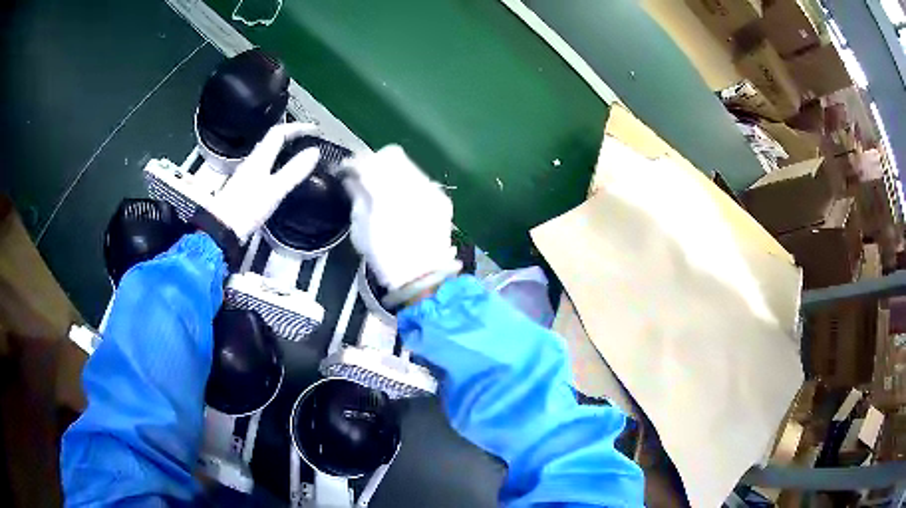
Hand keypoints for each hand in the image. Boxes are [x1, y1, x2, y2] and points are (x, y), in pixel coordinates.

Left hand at [207, 122, 319, 242]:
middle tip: (307, 139)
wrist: (221, 229)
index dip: (297, 127)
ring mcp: (247, 175)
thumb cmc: (246, 209)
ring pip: (268, 155)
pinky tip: (281, 177)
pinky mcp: (245, 189)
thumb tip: (314, 152)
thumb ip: (294, 170)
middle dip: (291, 137)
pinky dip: (277, 166)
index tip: (314, 129)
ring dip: (284, 151)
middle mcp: (252, 162)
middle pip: (272, 141)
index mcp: (259, 158)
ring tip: (298, 155)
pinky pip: (264, 169)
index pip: (279, 133)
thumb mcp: (275, 189)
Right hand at [343, 145, 460, 302]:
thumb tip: (353, 179)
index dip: (354, 162)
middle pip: (391, 155)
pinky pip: (422, 180)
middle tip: (365, 175)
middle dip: (375, 161)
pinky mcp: (441, 199)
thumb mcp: (360, 230)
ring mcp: (431, 190)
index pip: (367, 162)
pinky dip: (408, 183)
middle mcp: (412, 185)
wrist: (423, 277)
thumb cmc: (386, 258)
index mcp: (386, 194)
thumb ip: (357, 197)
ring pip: (408, 164)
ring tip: (383, 187)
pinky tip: (403, 200)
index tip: (346, 169)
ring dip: (392, 170)